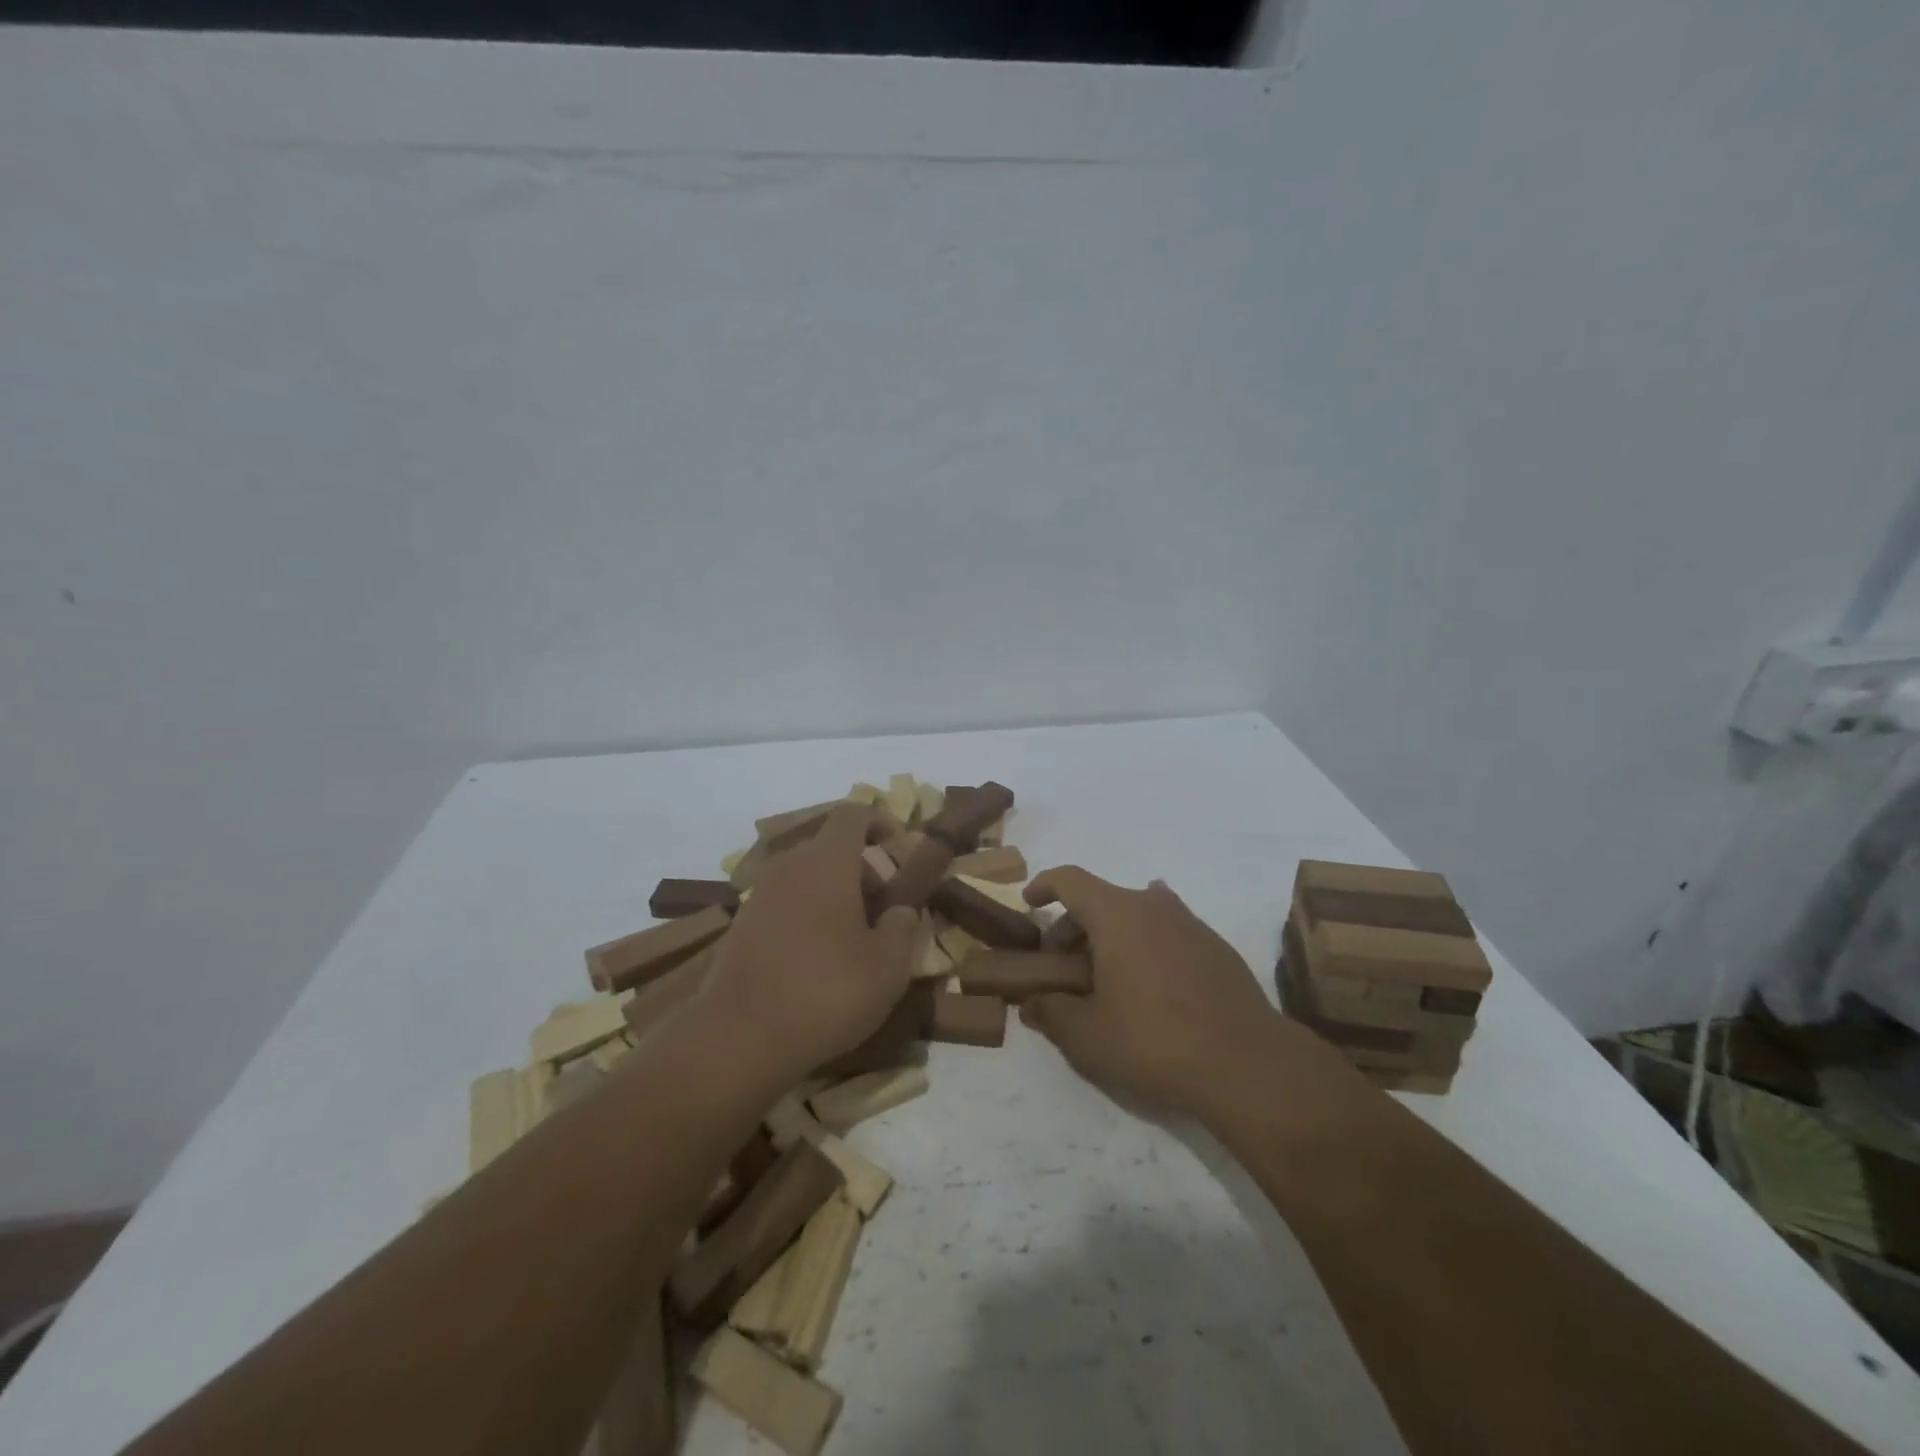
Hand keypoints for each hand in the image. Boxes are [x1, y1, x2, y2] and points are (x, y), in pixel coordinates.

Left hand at [694, 804, 917, 1085]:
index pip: (853, 813)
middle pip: (832, 846)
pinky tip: (821, 961)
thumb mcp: (887, 967)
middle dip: (865, 869)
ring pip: (809, 876)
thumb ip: (902, 927)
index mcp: (826, 862)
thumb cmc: (824, 993)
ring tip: (857, 940)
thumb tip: (900, 911)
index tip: (902, 850)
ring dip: (838, 895)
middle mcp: (790, 866)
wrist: (736, 1039)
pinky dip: (811, 915)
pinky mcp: (743, 924)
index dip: (882, 821)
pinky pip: (788, 902)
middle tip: (886, 910)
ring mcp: (760, 894)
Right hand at [1020, 867, 1290, 1118]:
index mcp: (1117, 914)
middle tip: (1065, 965)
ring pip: (1139, 915)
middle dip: (1075, 925)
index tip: (1030, 902)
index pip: (1070, 880)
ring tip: (1106, 977)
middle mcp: (1154, 906)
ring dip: (1114, 936)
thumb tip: (1031, 1004)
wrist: (1247, 1064)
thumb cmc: (1154, 1040)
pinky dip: (1148, 948)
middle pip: (1103, 899)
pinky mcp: (1218, 949)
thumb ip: (1051, 1013)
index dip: (1044, 885)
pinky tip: (1151, 988)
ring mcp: (1192, 924)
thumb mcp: (1087, 1036)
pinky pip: (1169, 934)